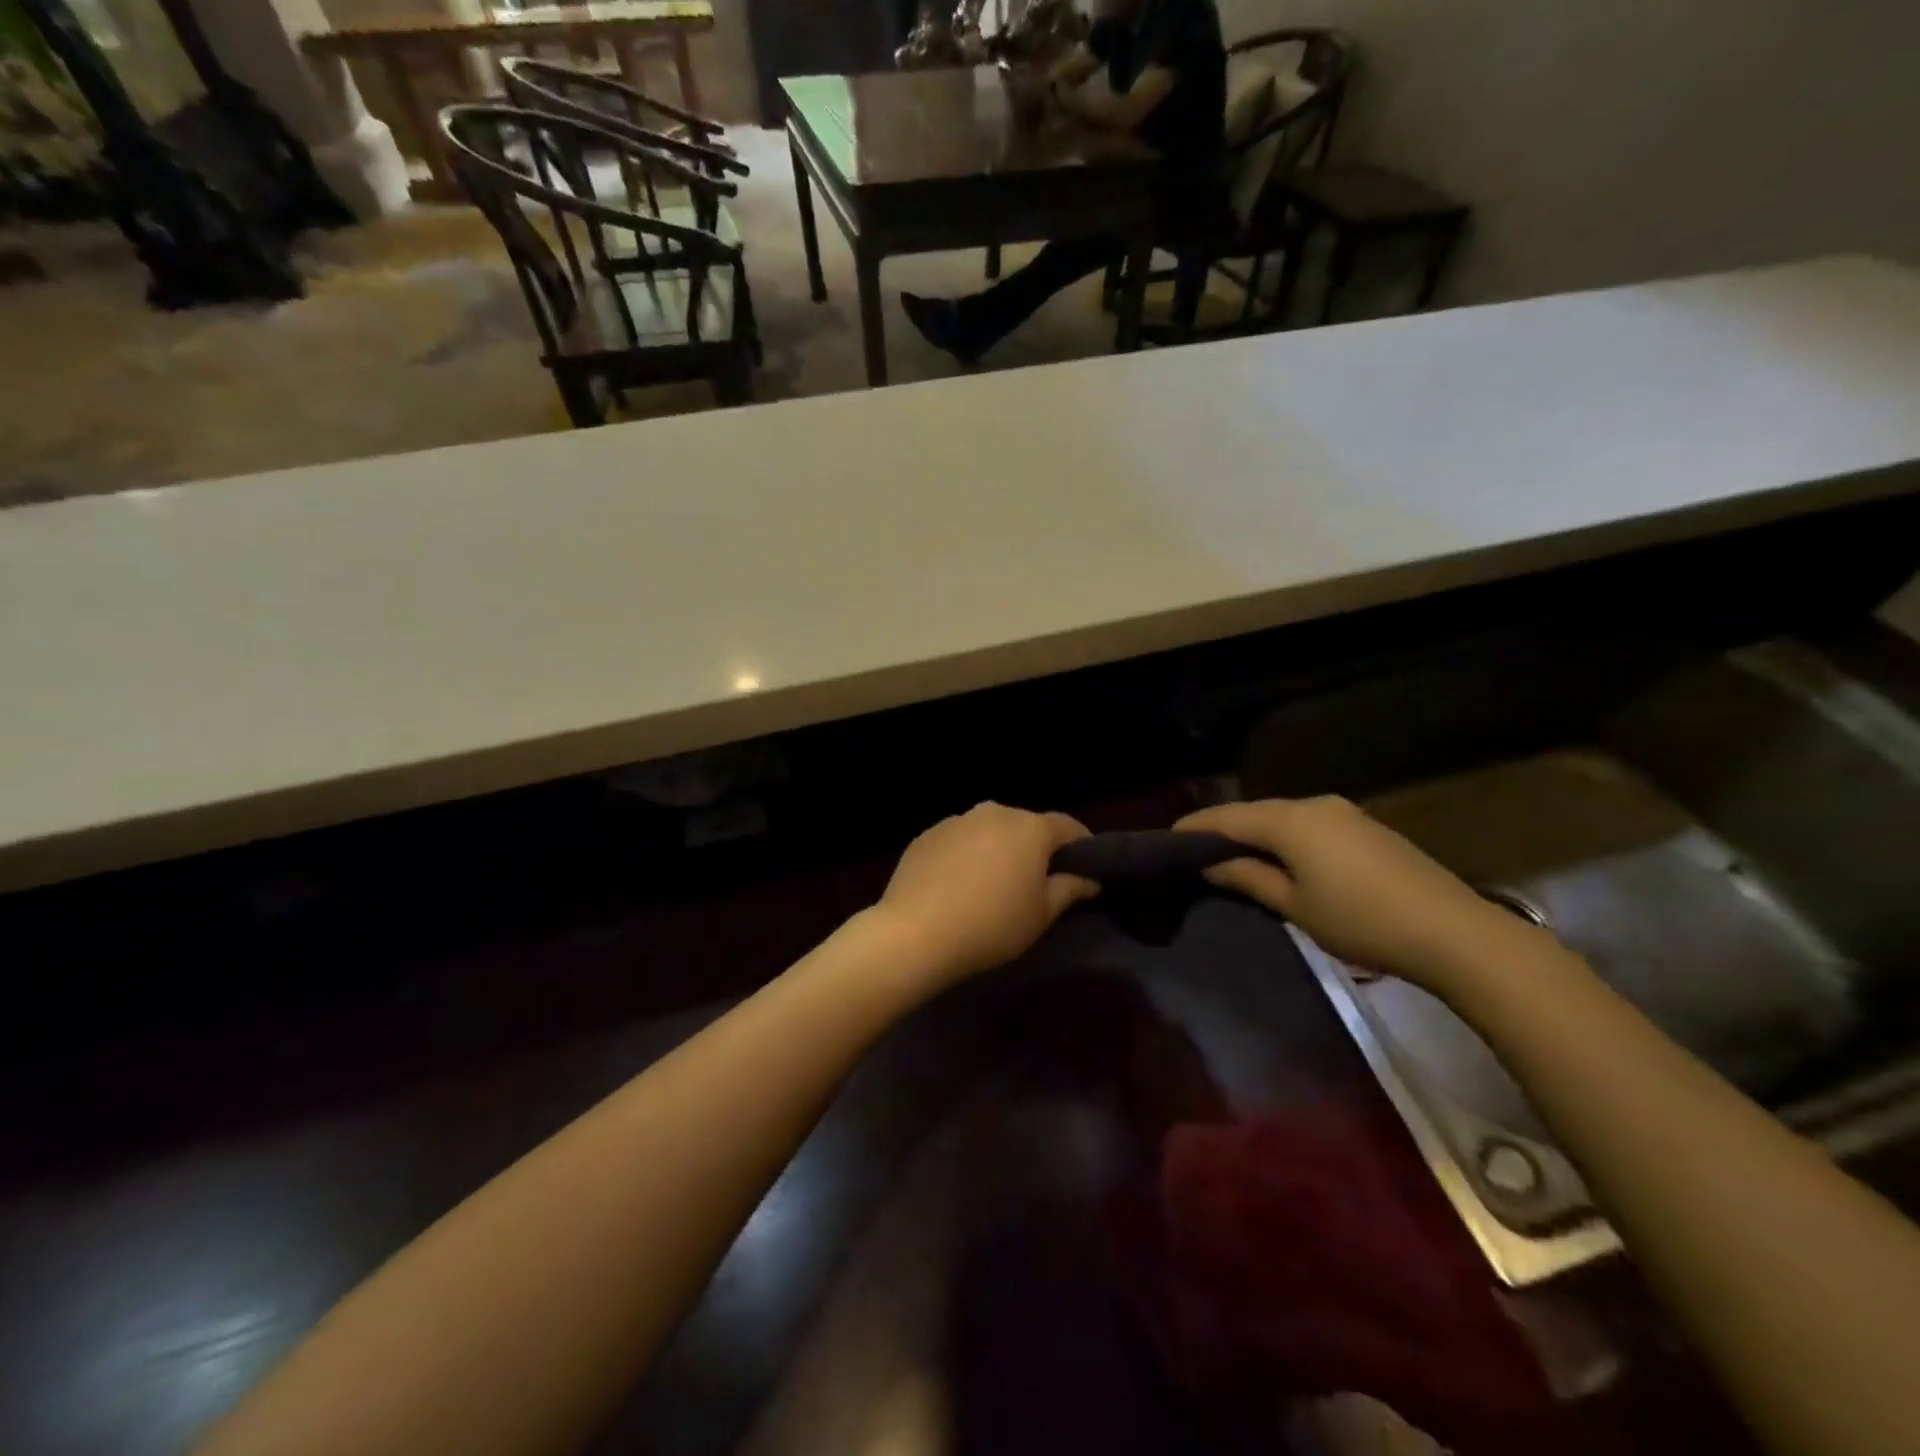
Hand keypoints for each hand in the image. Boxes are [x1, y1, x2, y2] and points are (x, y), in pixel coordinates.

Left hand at [874, 803, 1098, 986]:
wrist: (916, 933)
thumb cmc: (992, 924)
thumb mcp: (1041, 914)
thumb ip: (1070, 889)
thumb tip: (1090, 878)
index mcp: (1030, 828)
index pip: (1067, 826)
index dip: (1081, 844)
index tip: (1086, 865)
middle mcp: (994, 812)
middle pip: (1026, 825)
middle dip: (1036, 847)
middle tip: (1038, 879)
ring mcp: (957, 820)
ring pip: (990, 830)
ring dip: (999, 849)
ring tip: (995, 882)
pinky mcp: (927, 835)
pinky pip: (959, 841)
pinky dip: (967, 855)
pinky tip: (960, 884)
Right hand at [1176, 797, 1543, 992]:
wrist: (1454, 932)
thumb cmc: (1362, 921)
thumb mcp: (1295, 905)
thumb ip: (1248, 878)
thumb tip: (1210, 863)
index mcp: (1290, 821)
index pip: (1227, 817)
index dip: (1195, 827)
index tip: (1167, 839)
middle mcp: (1314, 805)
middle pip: (1255, 812)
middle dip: (1223, 829)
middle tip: (1195, 852)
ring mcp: (1344, 813)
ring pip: (1282, 817)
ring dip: (1255, 834)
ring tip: (1232, 857)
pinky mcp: (1365, 827)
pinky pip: (1308, 824)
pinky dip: (1284, 837)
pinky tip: (1279, 858)